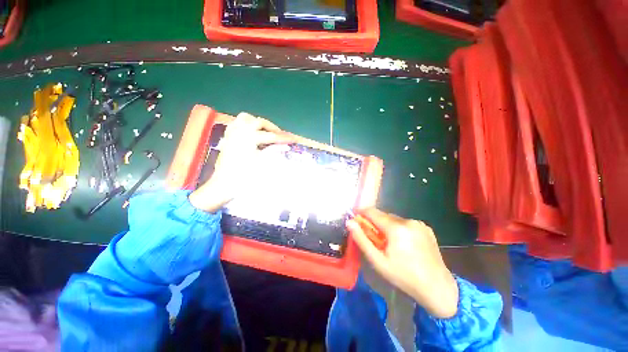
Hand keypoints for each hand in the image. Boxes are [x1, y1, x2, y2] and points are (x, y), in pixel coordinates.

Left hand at [189, 112, 292, 211]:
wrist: (225, 184)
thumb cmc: (245, 175)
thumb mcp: (263, 163)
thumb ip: (274, 151)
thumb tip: (285, 146)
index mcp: (248, 138)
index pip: (271, 136)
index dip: (283, 138)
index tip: (293, 139)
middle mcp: (239, 131)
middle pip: (259, 122)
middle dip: (272, 128)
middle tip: (280, 135)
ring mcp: (232, 133)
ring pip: (246, 118)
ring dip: (258, 123)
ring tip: (265, 131)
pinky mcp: (227, 137)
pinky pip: (236, 123)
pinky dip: (246, 125)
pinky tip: (251, 132)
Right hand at [347, 208, 458, 318]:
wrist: (437, 287)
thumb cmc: (403, 276)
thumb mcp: (378, 261)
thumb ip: (361, 239)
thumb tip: (349, 222)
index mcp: (396, 228)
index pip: (372, 212)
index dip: (361, 213)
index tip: (355, 218)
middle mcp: (408, 221)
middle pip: (383, 215)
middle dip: (375, 223)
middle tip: (373, 237)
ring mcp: (419, 223)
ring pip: (394, 219)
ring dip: (387, 226)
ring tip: (388, 242)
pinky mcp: (426, 228)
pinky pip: (405, 223)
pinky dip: (399, 228)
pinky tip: (403, 243)